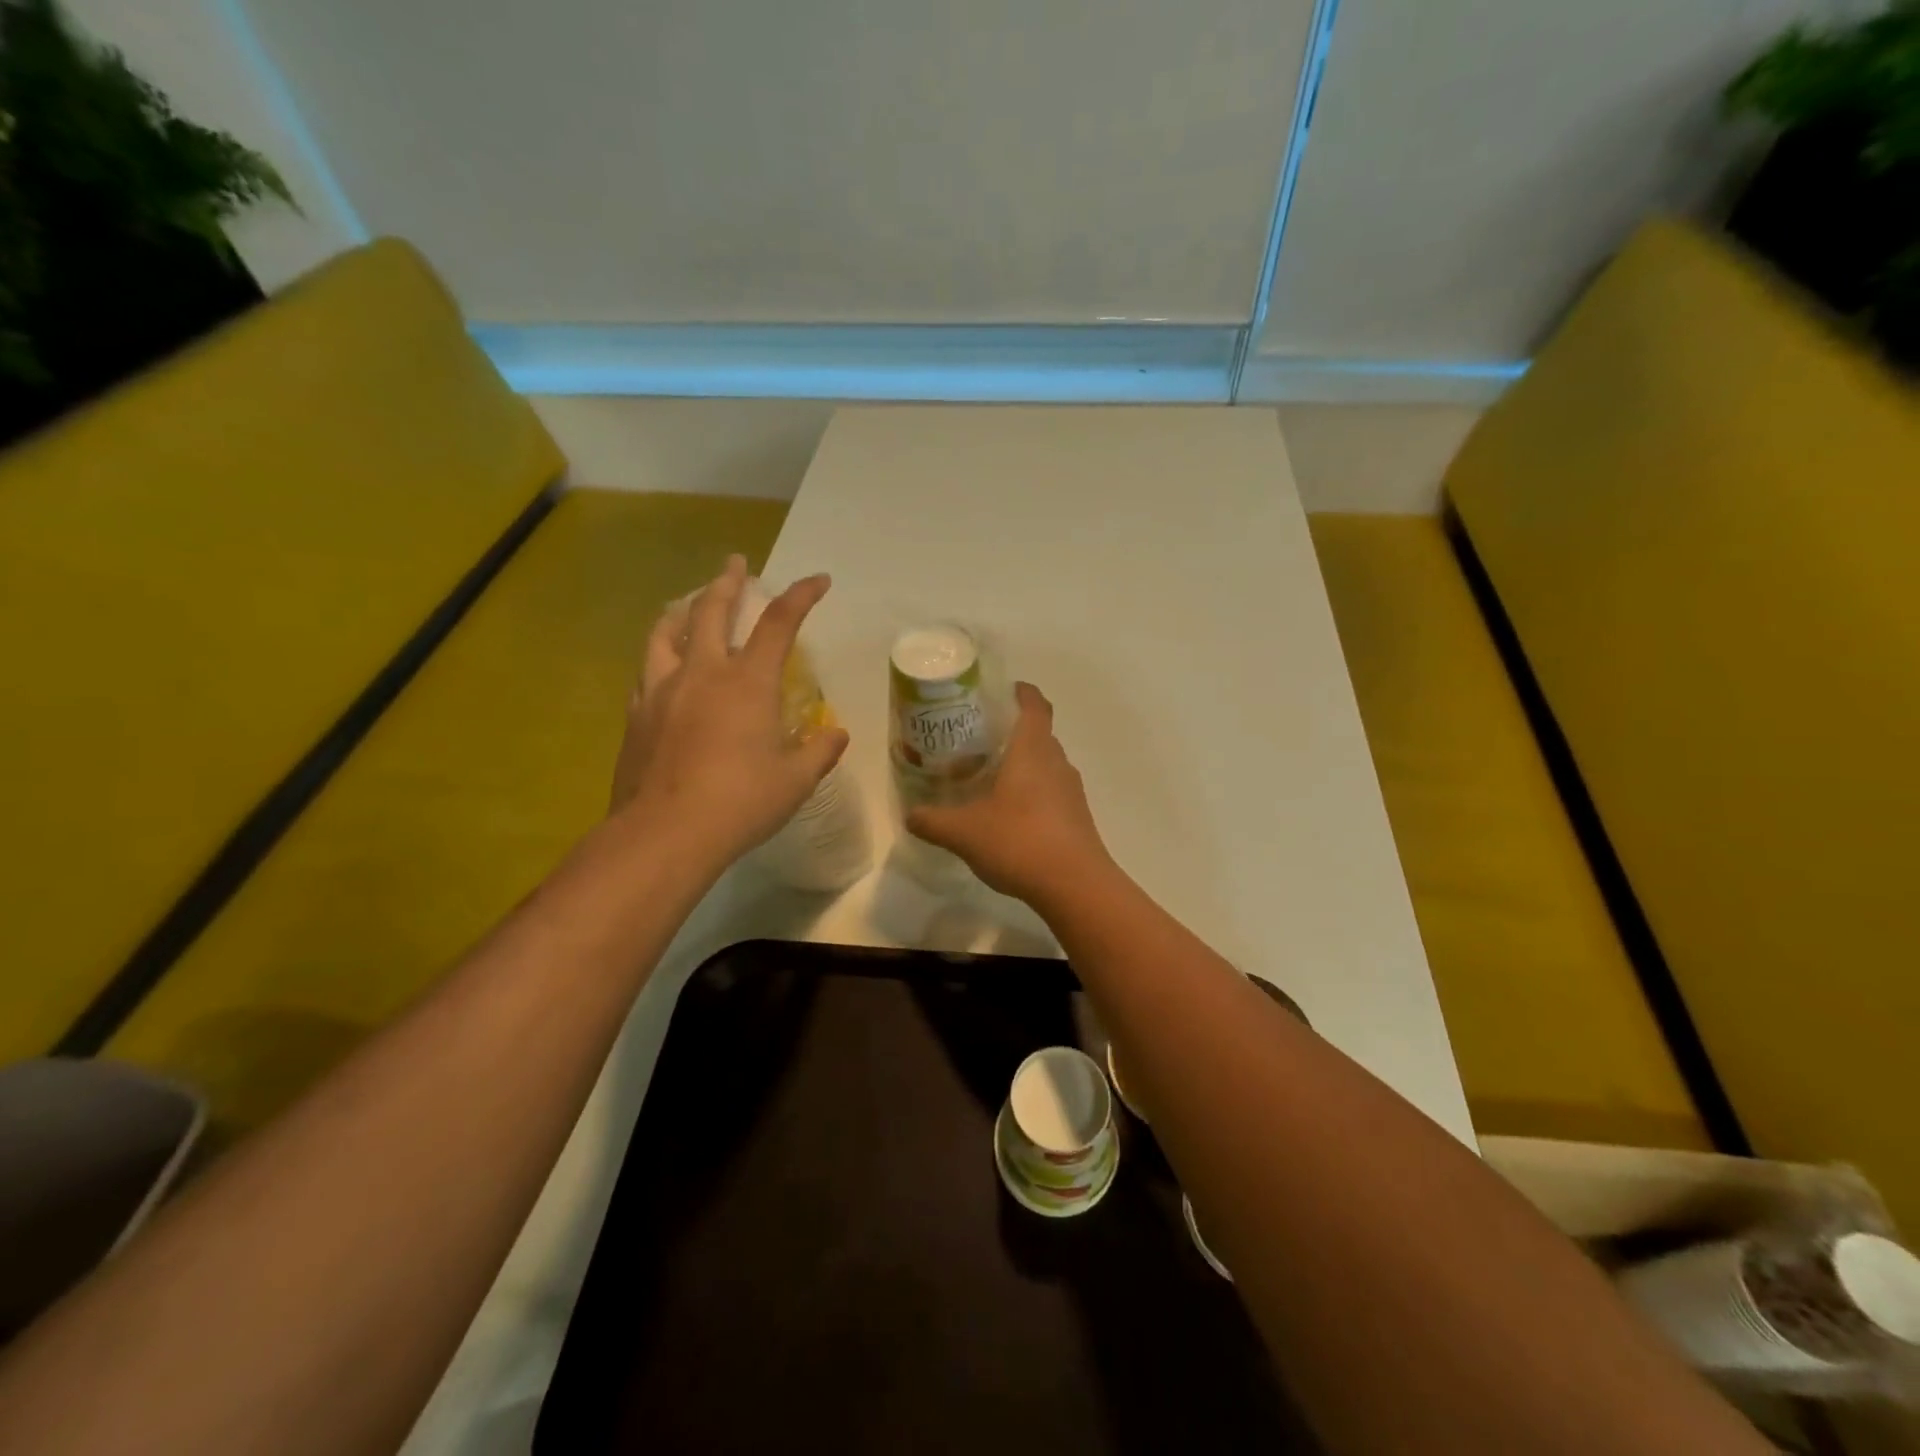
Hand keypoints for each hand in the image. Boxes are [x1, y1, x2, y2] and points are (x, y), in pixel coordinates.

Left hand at [611, 556, 848, 868]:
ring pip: (666, 632)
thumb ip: (819, 752)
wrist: (665, 834)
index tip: (819, 580)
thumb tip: (836, 735)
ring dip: (682, 610)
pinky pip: (647, 670)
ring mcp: (661, 691)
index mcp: (747, 683)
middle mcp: (702, 673)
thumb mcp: (795, 781)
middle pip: (711, 610)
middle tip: (735, 563)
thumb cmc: (741, 804)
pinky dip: (660, 655)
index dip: (801, 596)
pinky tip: (663, 666)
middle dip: (728, 581)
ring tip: (688, 603)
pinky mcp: (636, 715)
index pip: (778, 624)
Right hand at [906, 682, 1113, 904]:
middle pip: (1038, 734)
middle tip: (977, 742)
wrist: (1075, 886)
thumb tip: (909, 815)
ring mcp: (1071, 791)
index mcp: (1032, 750)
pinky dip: (1032, 794)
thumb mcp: (963, 832)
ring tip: (989, 779)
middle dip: (1011, 733)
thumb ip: (932, 821)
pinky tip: (1009, 817)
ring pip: (1045, 765)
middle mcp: (1057, 762)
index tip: (1000, 691)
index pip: (1034, 704)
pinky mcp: (1077, 817)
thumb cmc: (1019, 841)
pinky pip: (1052, 792)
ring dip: (1022, 766)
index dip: (1020, 692)